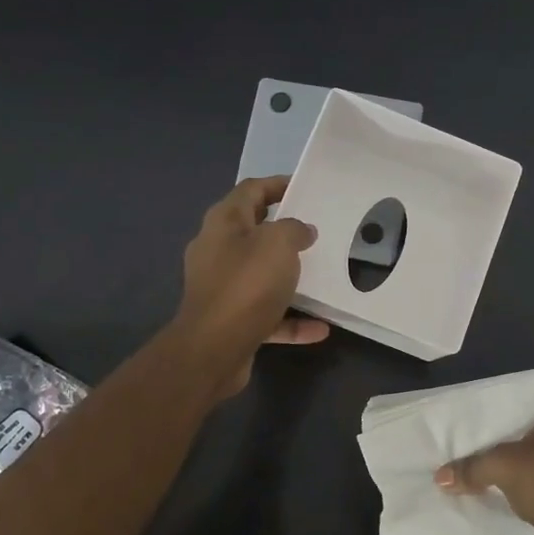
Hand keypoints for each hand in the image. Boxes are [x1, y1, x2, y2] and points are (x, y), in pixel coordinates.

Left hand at [175, 176, 328, 395]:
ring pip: (261, 275)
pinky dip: (291, 319)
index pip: (250, 191)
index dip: (277, 185)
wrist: (213, 350)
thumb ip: (294, 230)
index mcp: (223, 223)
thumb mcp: (278, 244)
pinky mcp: (231, 321)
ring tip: (320, 275)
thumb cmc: (246, 285)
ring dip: (289, 276)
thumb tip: (301, 231)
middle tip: (315, 231)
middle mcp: (217, 251)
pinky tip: (320, 328)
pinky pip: (267, 314)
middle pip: (254, 232)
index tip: (304, 189)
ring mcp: (222, 288)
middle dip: (284, 231)